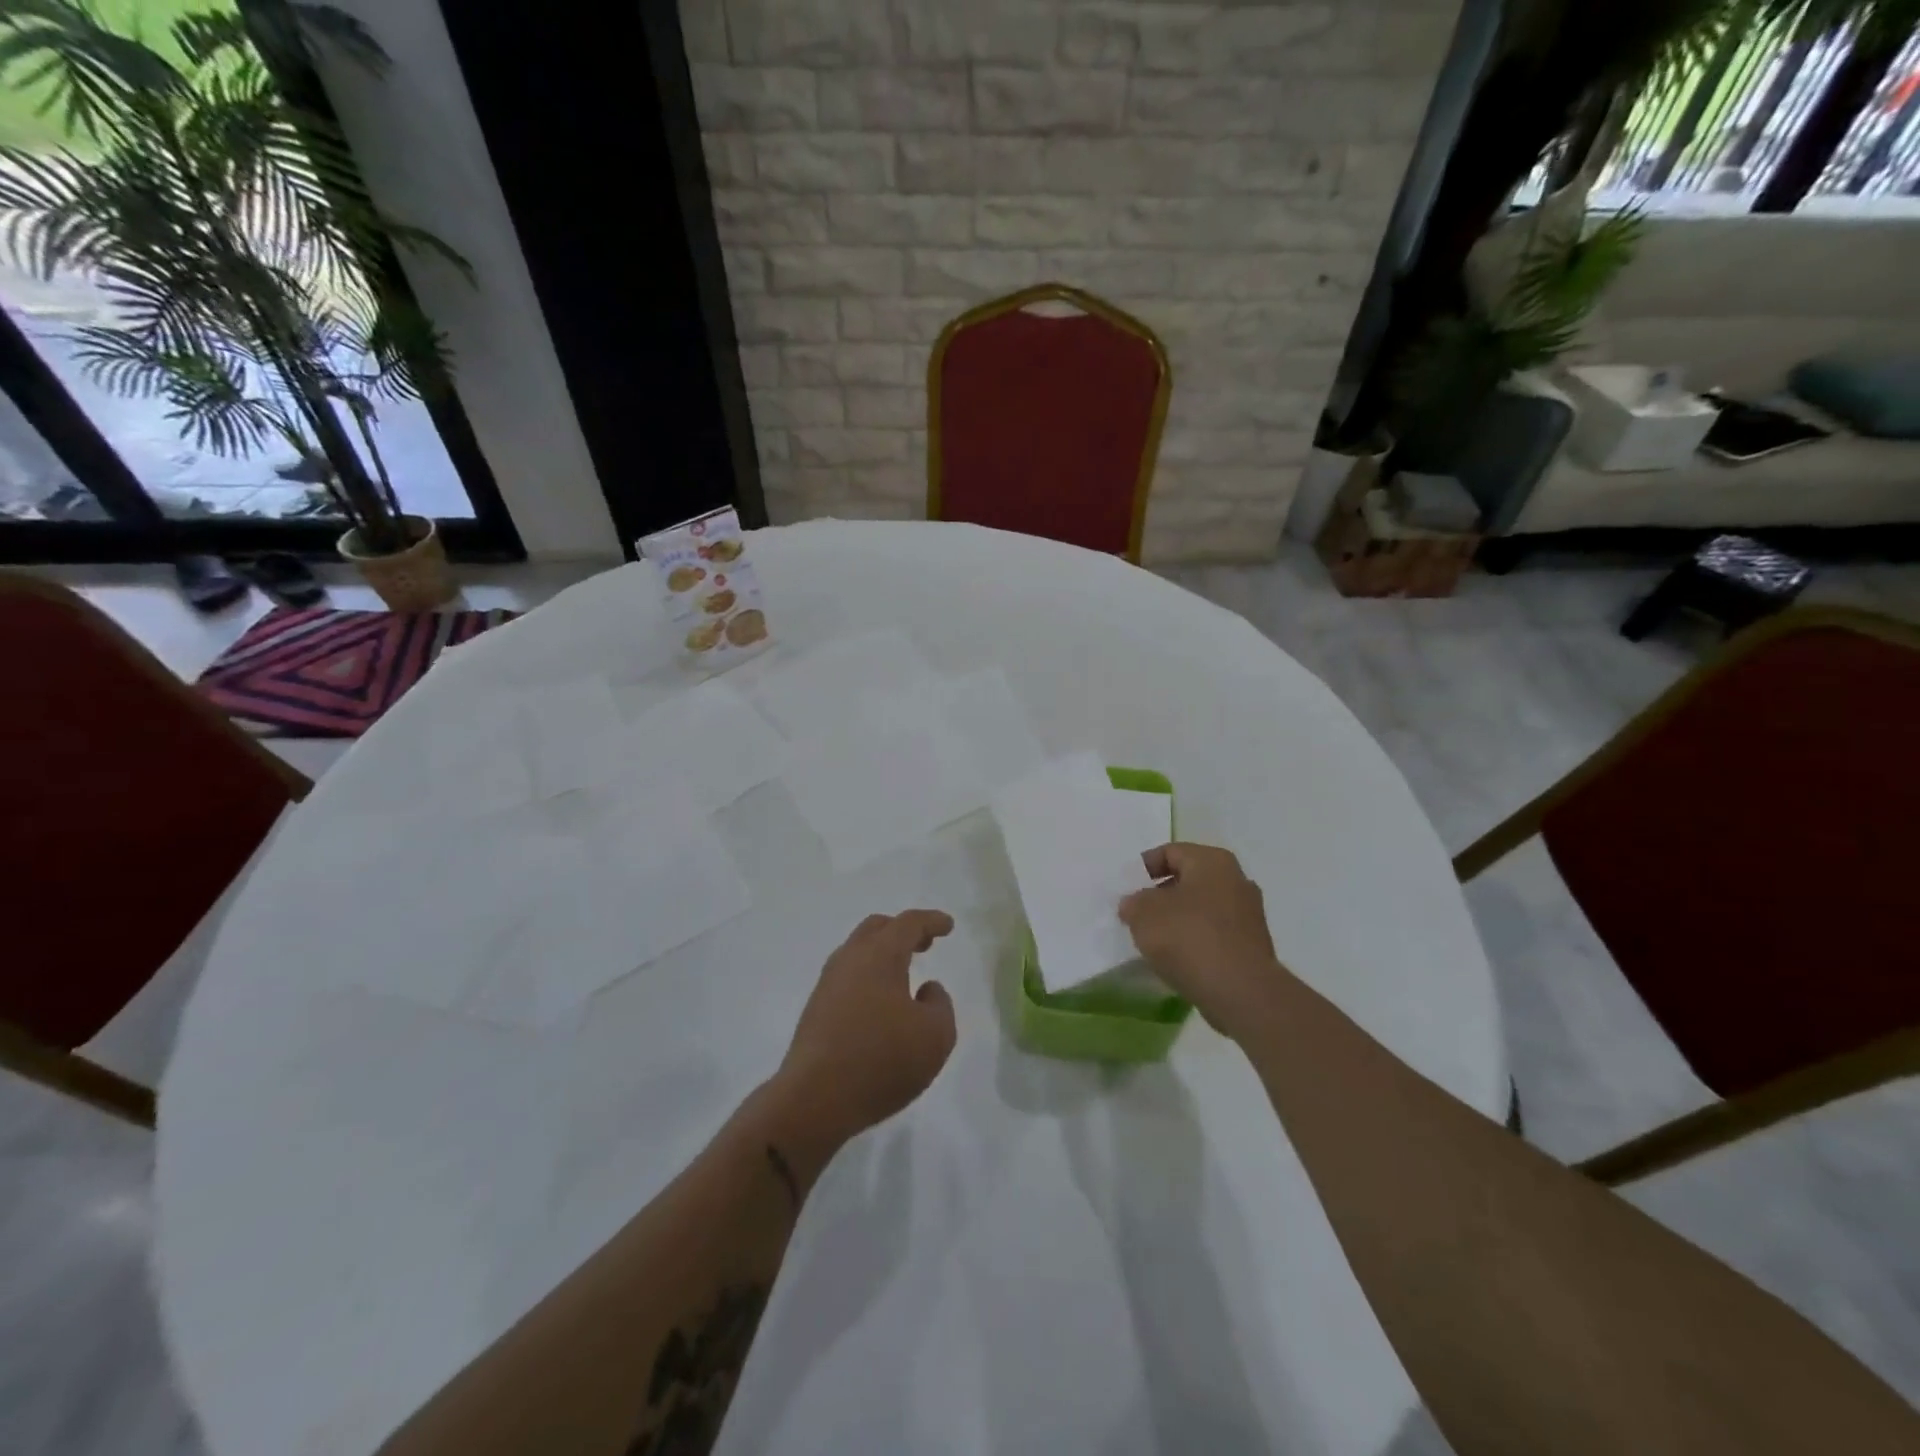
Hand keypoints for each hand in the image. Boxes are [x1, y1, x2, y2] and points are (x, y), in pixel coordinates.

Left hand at [774, 910, 957, 1150]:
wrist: (813, 1100)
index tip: (947, 926)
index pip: (908, 924)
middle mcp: (850, 960)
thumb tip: (926, 990)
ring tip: (904, 973)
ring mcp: (828, 984)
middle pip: (876, 929)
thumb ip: (940, 1005)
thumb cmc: (881, 1061)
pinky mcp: (816, 1010)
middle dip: (903, 931)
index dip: (931, 921)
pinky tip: (879, 1001)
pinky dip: (868, 976)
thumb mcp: (935, 1036)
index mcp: (880, 955)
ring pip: (858, 952)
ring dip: (883, 954)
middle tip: (925, 943)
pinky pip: (848, 977)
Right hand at [1119, 843, 1283, 1038]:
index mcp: (1212, 861)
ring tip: (1154, 940)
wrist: (1240, 991)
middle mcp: (1236, 879)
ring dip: (1178, 920)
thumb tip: (1135, 904)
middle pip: (1189, 880)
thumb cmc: (1189, 937)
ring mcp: (1249, 914)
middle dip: (1161, 895)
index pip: (1170, 852)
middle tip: (1138, 914)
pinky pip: (1214, 934)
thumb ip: (1134, 903)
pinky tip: (1177, 959)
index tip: (1126, 889)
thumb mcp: (1143, 913)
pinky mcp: (1252, 946)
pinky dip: (1195, 941)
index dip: (1144, 868)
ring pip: (1202, 908)